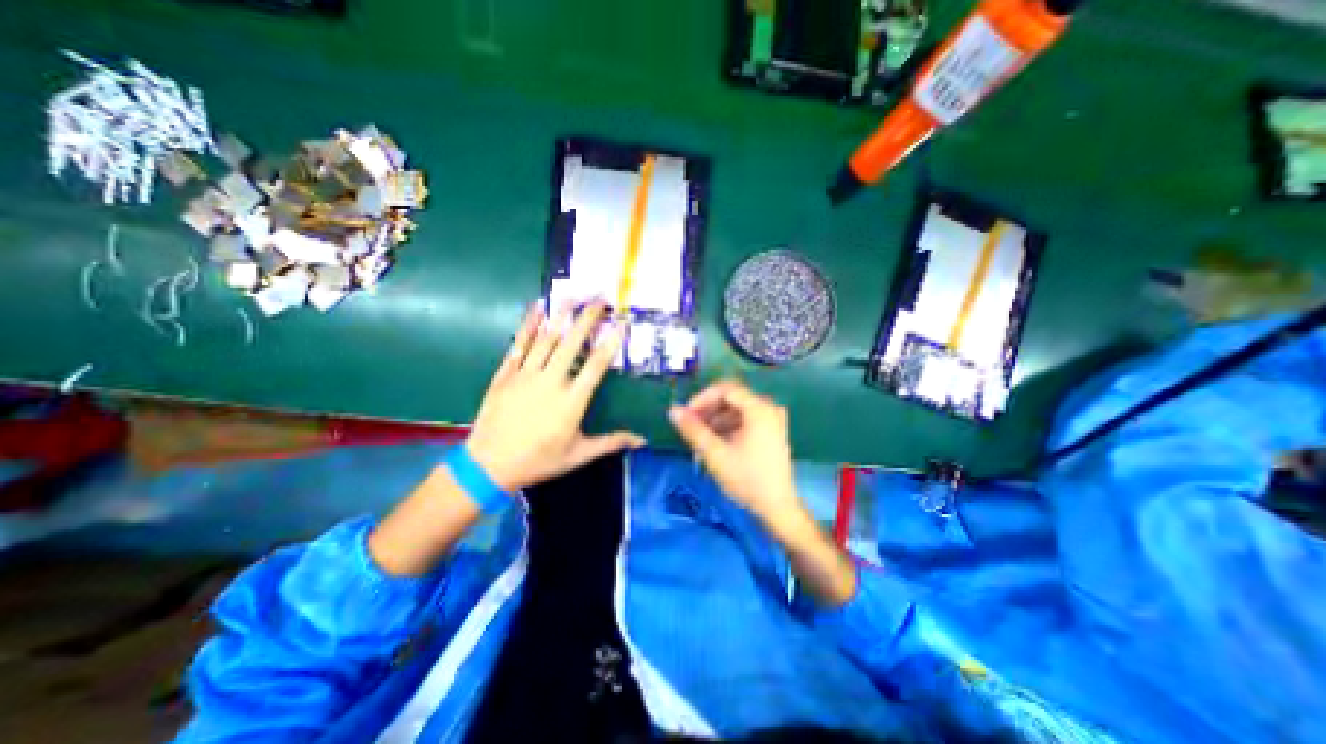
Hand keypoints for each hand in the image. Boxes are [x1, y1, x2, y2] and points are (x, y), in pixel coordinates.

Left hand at [466, 300, 647, 490]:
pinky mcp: (505, 374)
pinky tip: (537, 308)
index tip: (621, 324)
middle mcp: (550, 382)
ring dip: (561, 315)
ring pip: (546, 338)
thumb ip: (611, 443)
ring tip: (574, 296)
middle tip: (600, 299)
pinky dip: (528, 325)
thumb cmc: (537, 461)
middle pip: (572, 344)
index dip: (610, 343)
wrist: (487, 466)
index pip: (596, 366)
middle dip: (587, 319)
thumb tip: (642, 441)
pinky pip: (519, 344)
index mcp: (571, 402)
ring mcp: (525, 375)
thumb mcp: (577, 455)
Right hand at [670, 380, 801, 526]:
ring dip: (715, 418)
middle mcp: (768, 407)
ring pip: (736, 409)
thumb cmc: (747, 479)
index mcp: (759, 409)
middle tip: (690, 426)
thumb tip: (672, 410)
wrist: (776, 507)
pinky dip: (727, 426)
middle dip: (708, 409)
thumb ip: (692, 429)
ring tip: (700, 438)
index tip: (687, 415)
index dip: (702, 398)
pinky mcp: (771, 430)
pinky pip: (744, 418)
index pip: (725, 389)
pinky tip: (715, 442)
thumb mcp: (715, 454)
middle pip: (731, 397)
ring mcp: (772, 419)